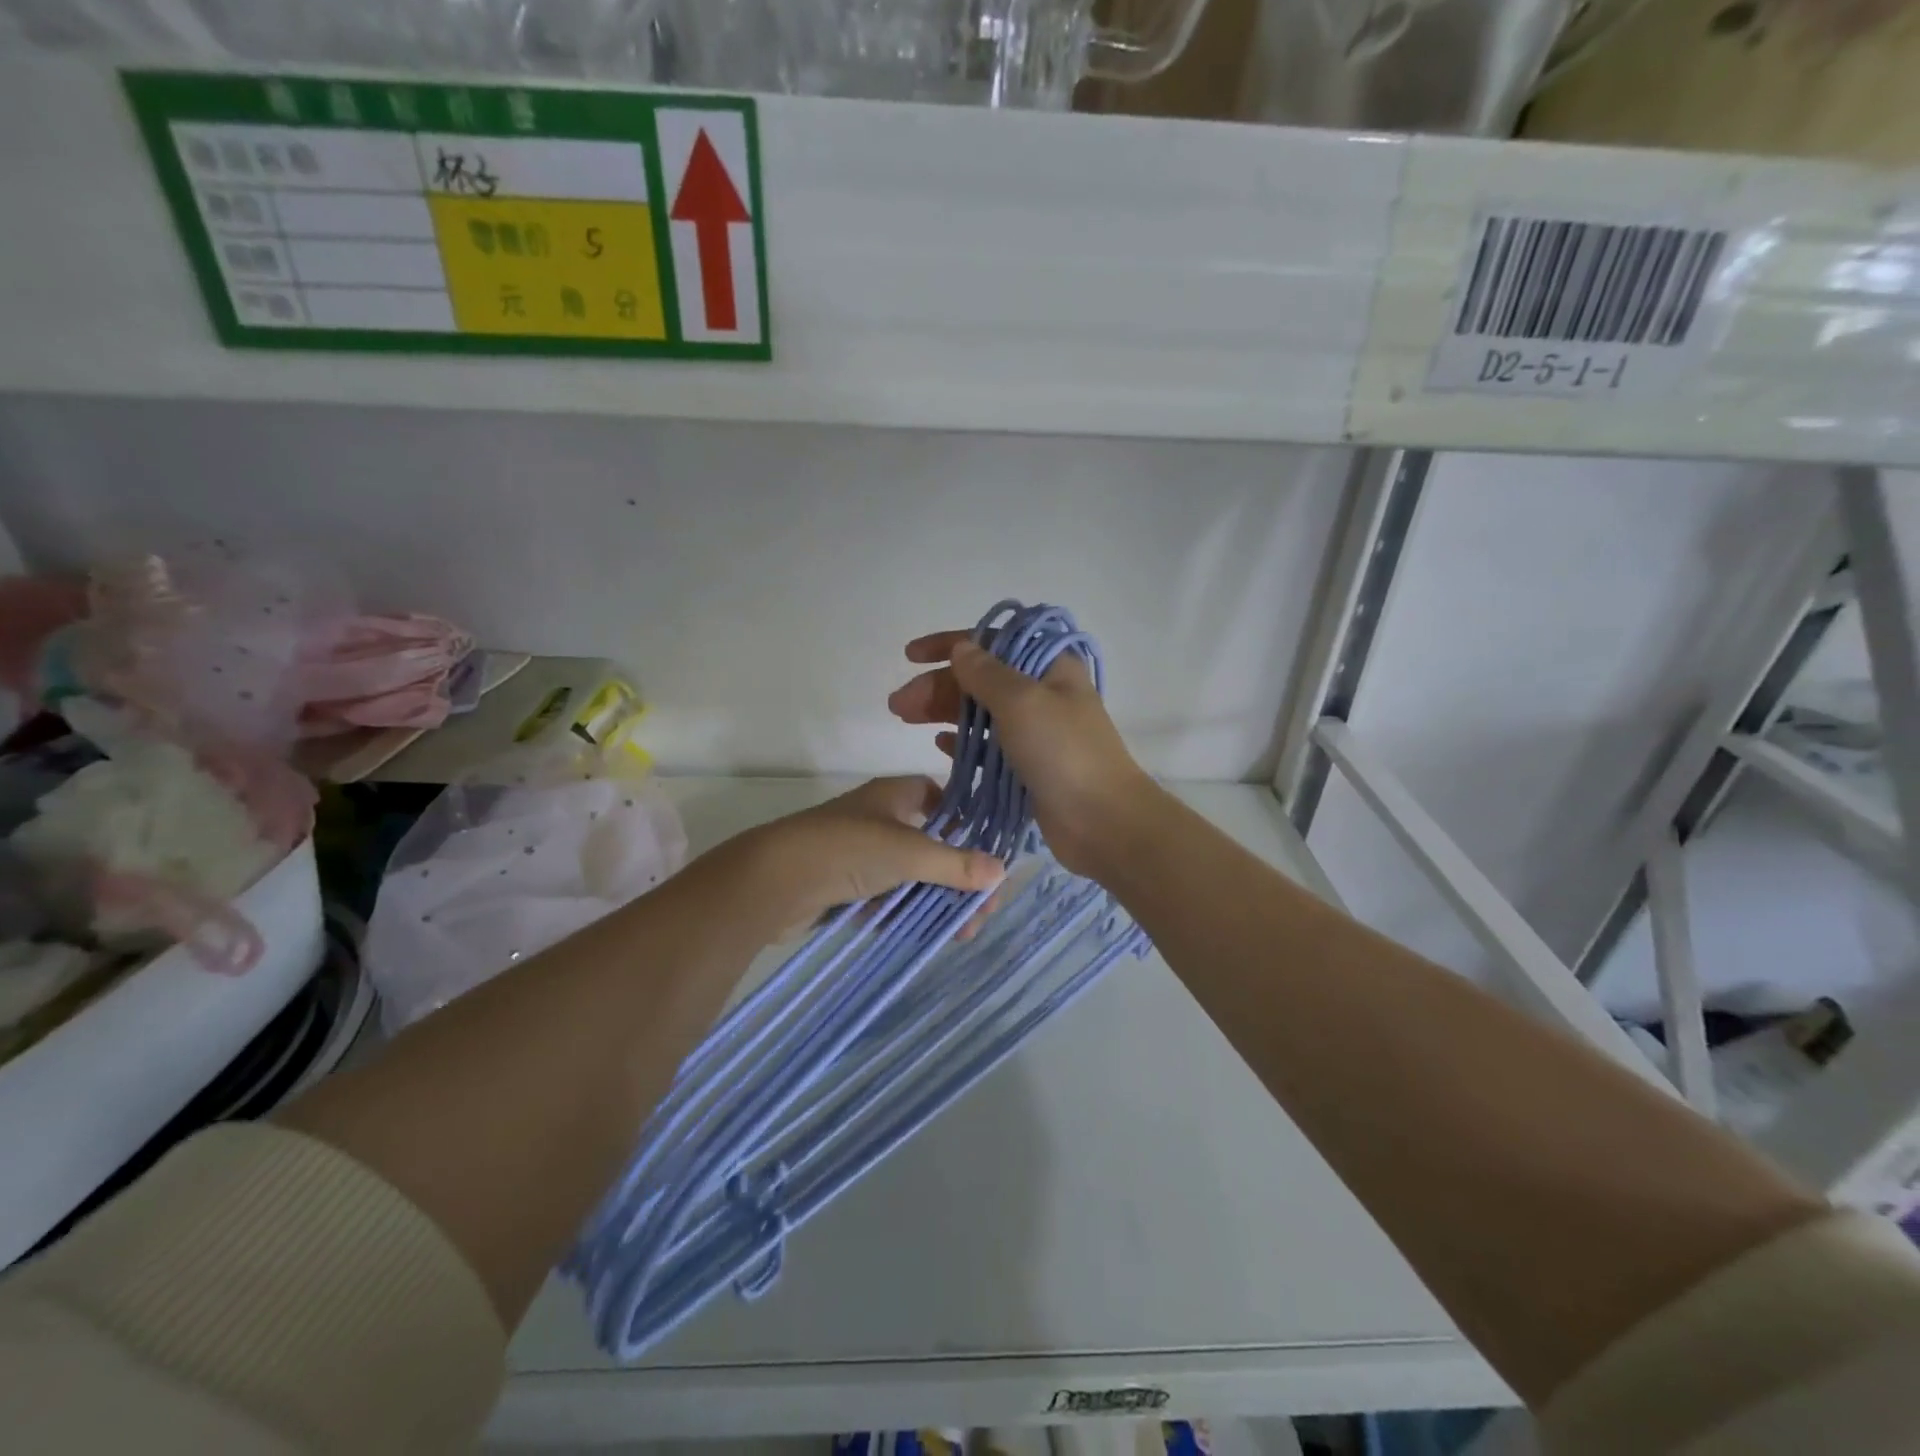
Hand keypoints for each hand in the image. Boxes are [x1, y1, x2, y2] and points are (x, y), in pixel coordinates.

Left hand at [725, 776, 1005, 931]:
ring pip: (909, 875)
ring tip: (959, 933)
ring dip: (935, 901)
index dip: (964, 820)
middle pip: (930, 844)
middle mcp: (878, 819)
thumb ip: (955, 864)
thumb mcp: (908, 853)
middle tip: (980, 912)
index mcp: (893, 795)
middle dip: (957, 878)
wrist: (772, 881)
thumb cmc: (847, 849)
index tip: (987, 851)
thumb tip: (1002, 871)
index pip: (938, 797)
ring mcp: (860, 853)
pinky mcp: (844, 885)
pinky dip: (904, 913)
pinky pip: (885, 897)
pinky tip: (924, 934)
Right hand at [888, 631, 1156, 878]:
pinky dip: (964, 742)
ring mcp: (1036, 731)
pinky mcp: (1029, 765)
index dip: (949, 644)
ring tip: (905, 720)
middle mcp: (1042, 693)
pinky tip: (939, 746)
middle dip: (938, 685)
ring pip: (981, 712)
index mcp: (1049, 666)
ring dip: (943, 712)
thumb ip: (986, 673)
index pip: (992, 642)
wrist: (1103, 822)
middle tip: (898, 705)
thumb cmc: (1063, 753)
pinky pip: (988, 746)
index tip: (910, 655)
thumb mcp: (1021, 702)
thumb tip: (962, 648)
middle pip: (980, 679)